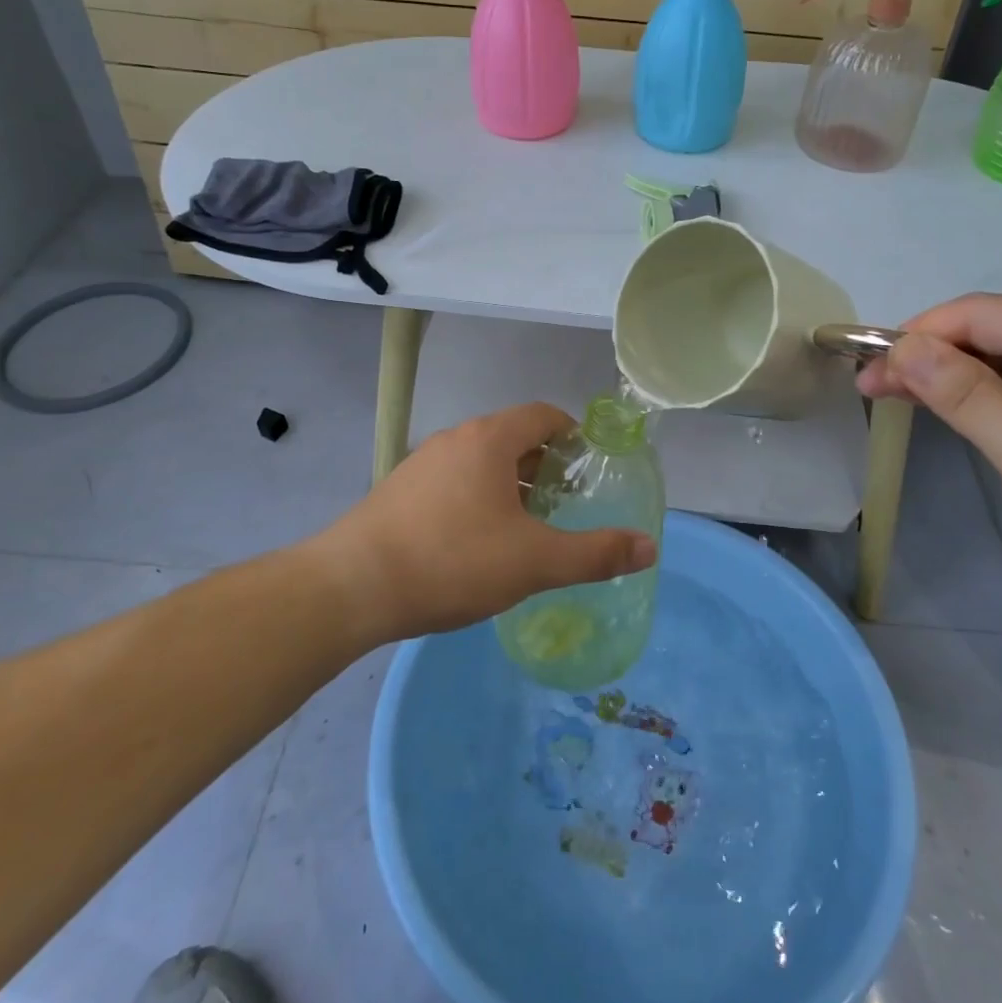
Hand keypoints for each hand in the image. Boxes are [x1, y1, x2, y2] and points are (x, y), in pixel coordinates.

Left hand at [308, 403, 656, 643]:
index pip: (543, 415)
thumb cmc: (453, 561)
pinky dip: (478, 498)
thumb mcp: (535, 562)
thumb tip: (649, 546)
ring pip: (481, 462)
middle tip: (567, 503)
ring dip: (511, 484)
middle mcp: (455, 439)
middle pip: (513, 437)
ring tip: (528, 526)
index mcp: (489, 440)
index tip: (591, 468)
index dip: (574, 435)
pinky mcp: (399, 491)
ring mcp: (422, 464)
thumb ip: (596, 554)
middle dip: (545, 465)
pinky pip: (453, 482)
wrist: (352, 587)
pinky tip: (478, 543)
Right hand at [857, 295, 1001, 625]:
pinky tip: (954, 413)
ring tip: (897, 398)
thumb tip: (902, 346)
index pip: (980, 314)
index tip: (866, 367)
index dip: (917, 335)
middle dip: (928, 355)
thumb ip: (964, 393)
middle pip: (992, 332)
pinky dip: (983, 398)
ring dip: (950, 377)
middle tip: (870, 389)